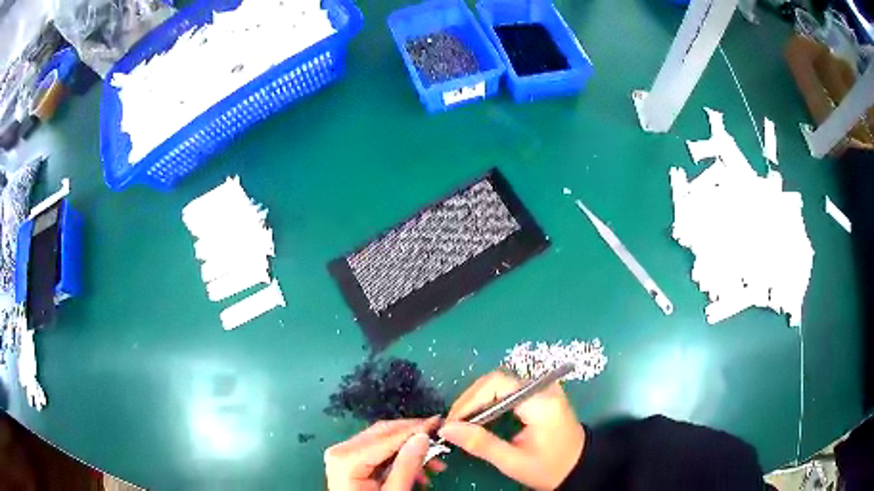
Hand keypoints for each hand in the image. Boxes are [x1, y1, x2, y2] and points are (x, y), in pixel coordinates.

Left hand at [325, 417, 445, 489]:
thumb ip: (407, 466)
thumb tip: (423, 437)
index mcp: (347, 459)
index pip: (387, 437)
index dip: (415, 429)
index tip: (439, 422)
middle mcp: (341, 451)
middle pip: (383, 434)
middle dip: (414, 438)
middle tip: (441, 440)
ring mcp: (343, 455)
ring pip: (383, 441)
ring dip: (410, 450)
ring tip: (436, 465)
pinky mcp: (349, 461)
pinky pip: (377, 452)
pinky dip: (399, 459)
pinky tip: (418, 472)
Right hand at [438, 370, 584, 489]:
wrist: (579, 466)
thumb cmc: (549, 467)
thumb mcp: (513, 461)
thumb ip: (480, 443)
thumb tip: (447, 429)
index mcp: (540, 401)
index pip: (497, 384)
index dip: (469, 400)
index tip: (452, 422)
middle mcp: (543, 387)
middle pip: (496, 380)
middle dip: (470, 400)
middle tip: (454, 425)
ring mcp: (543, 388)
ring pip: (500, 383)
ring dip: (478, 401)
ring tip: (463, 424)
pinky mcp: (541, 393)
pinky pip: (508, 389)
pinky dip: (490, 401)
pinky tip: (481, 419)